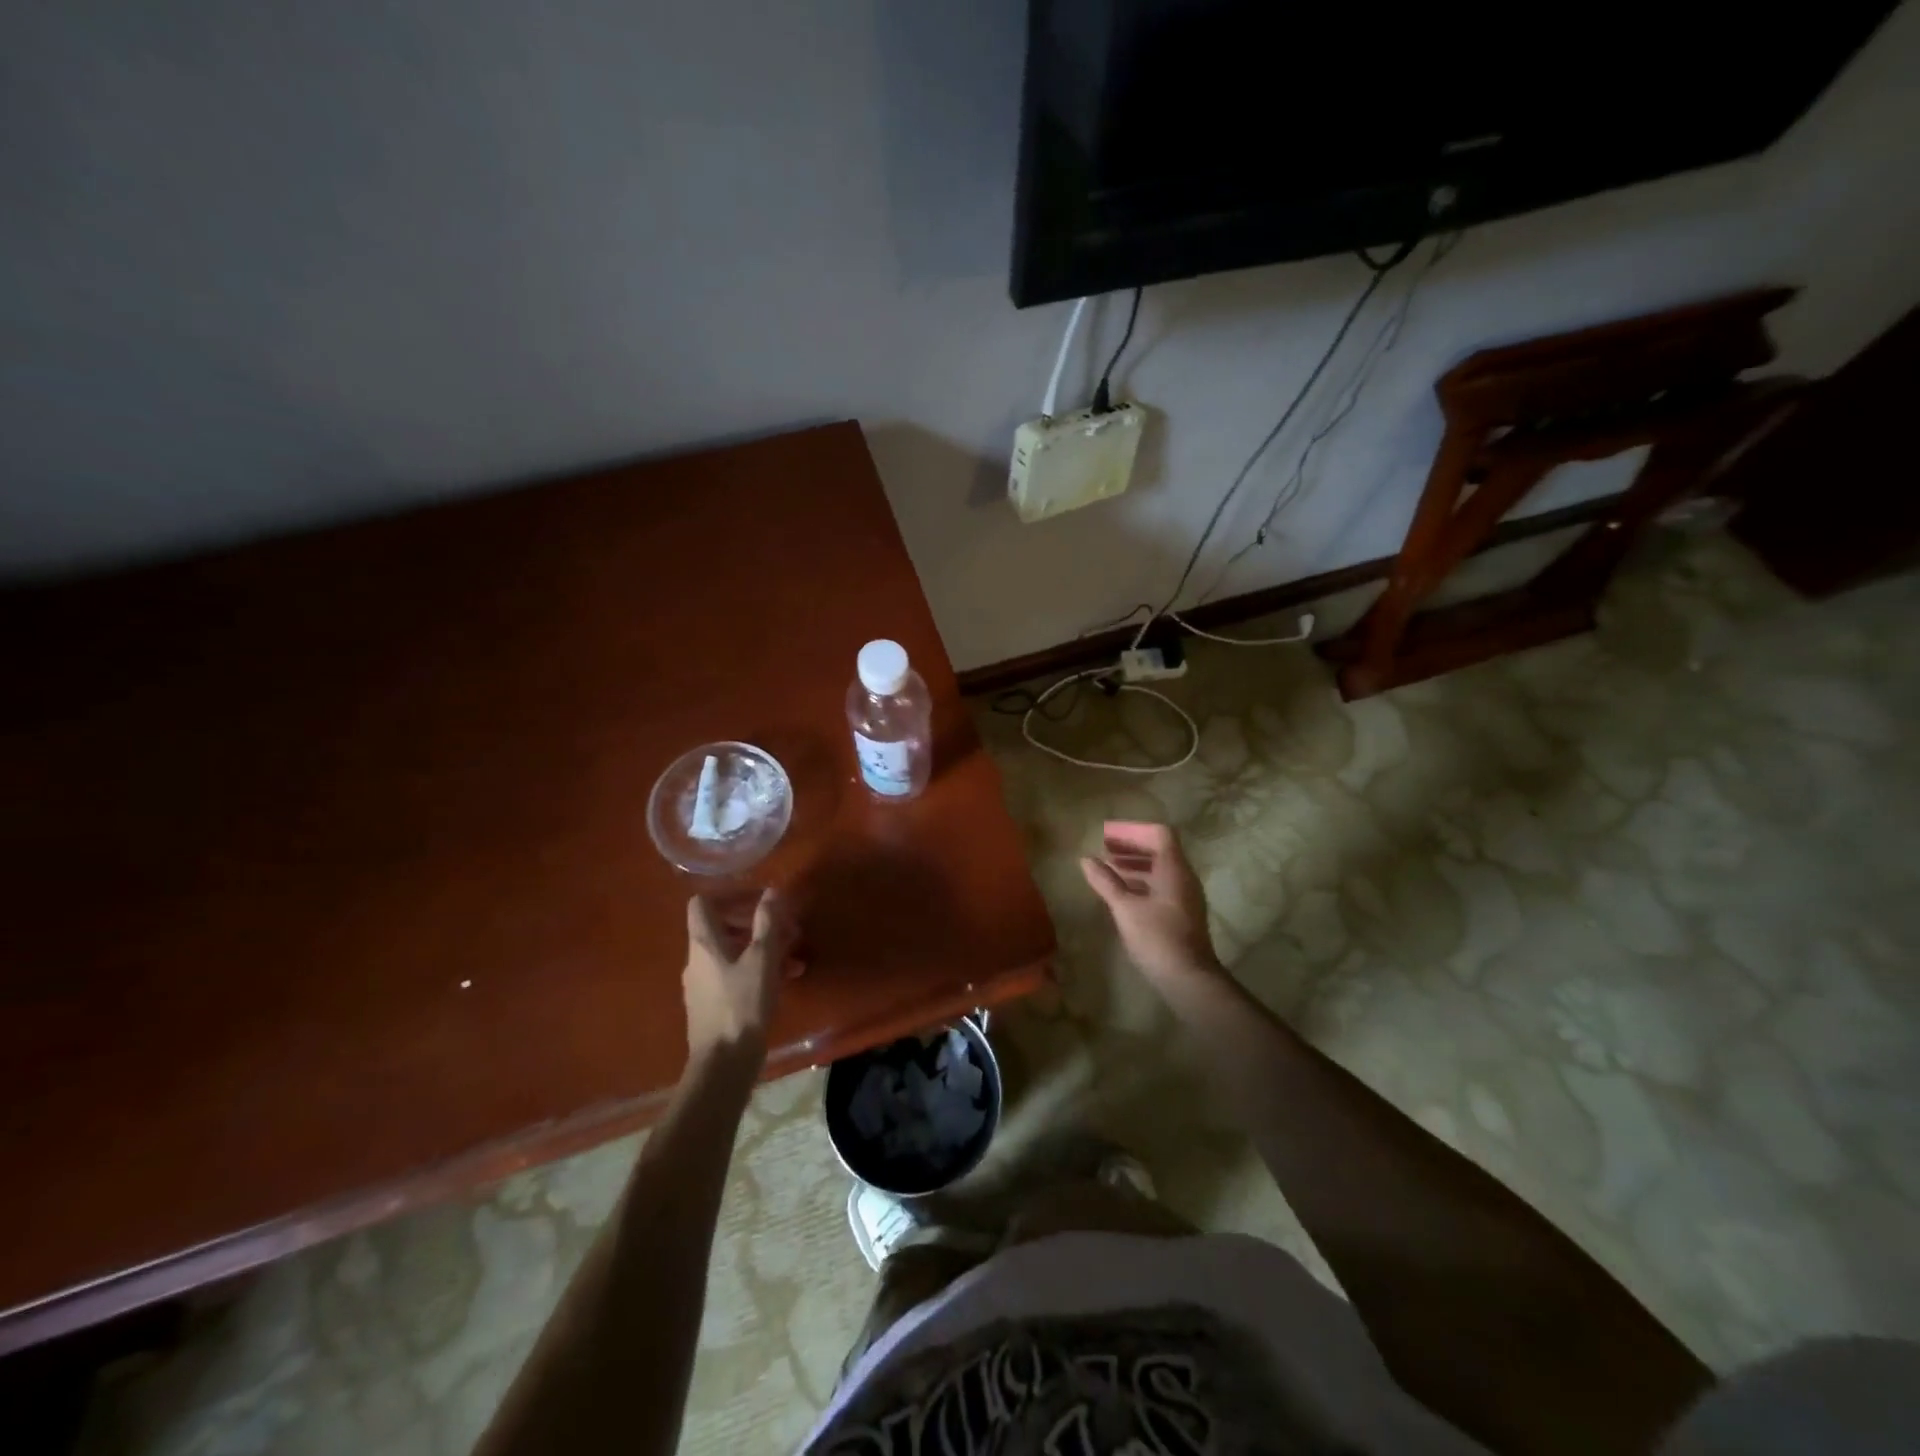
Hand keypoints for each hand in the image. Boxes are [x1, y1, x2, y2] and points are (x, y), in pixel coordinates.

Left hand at [682, 889, 800, 1062]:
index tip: (759, 900)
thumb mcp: (762, 959)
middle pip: (722, 927)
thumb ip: (767, 922)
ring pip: (733, 952)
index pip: (702, 903)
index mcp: (704, 943)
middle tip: (787, 927)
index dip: (730, 896)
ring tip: (794, 953)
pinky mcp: (714, 1004)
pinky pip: (735, 974)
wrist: (724, 1063)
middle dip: (756, 923)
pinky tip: (787, 978)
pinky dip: (758, 969)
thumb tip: (771, 892)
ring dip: (763, 947)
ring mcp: (704, 983)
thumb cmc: (743, 1004)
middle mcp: (698, 959)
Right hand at [1081, 822, 1220, 983]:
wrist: (1188, 979)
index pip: (1159, 834)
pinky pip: (1162, 885)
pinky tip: (1123, 893)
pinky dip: (1142, 881)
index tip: (1109, 835)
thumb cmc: (1157, 937)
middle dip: (1131, 846)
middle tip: (1104, 849)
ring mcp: (1186, 896)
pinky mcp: (1182, 913)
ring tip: (1109, 869)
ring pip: (1160, 869)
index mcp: (1174, 869)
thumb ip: (1106, 882)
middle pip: (1160, 849)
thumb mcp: (1125, 908)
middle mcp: (1184, 877)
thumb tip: (1086, 860)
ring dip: (1135, 864)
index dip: (1133, 831)